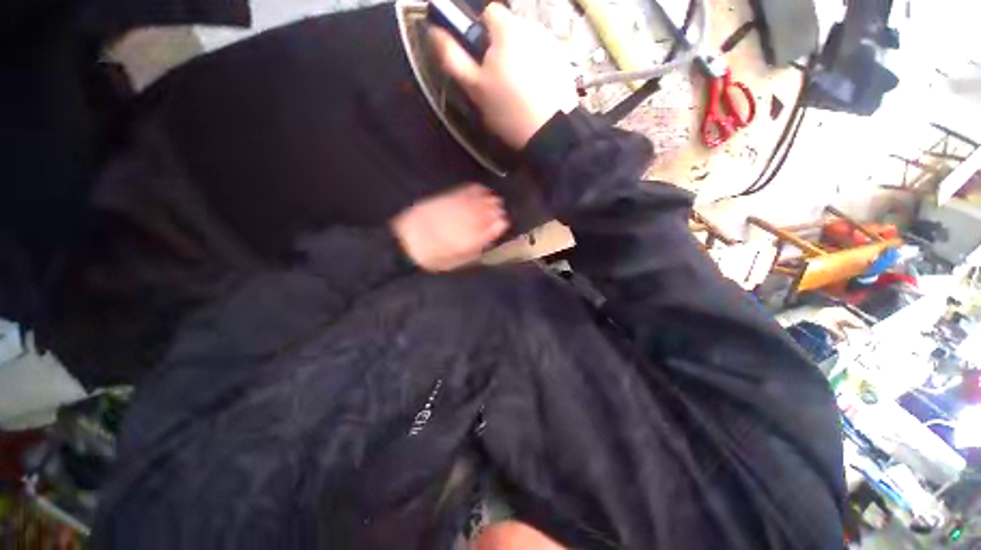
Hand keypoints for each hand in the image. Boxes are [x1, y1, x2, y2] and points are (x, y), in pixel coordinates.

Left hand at [390, 184, 508, 271]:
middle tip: (501, 209)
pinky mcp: (442, 201)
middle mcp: (460, 224)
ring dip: (487, 200)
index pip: (486, 230)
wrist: (405, 241)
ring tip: (495, 199)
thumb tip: (488, 240)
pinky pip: (462, 193)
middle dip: (494, 211)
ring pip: (475, 203)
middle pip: (482, 214)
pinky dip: (473, 190)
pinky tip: (481, 189)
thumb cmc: (431, 257)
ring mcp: (451, 210)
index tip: (504, 221)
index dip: (496, 226)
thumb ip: (472, 250)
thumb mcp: (453, 262)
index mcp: (464, 242)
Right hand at [428, 3, 578, 149]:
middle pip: (508, 29)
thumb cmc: (509, 110)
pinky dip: (535, 69)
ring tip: (517, 91)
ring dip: (518, 58)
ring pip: (526, 44)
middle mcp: (532, 27)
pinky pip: (542, 57)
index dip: (479, 32)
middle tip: (497, 81)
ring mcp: (551, 44)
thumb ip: (453, 57)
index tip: (480, 59)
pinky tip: (534, 92)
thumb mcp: (475, 88)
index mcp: (508, 29)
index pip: (488, 11)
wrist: (550, 132)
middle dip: (499, 48)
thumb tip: (434, 32)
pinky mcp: (563, 62)